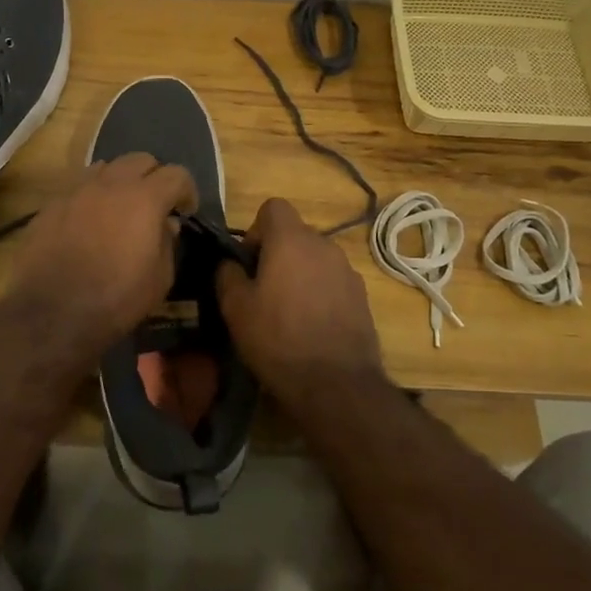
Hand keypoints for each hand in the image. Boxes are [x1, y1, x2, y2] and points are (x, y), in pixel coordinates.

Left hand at [8, 153, 198, 351]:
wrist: (51, 312)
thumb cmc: (115, 299)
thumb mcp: (159, 280)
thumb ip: (168, 244)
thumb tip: (167, 224)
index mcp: (145, 197)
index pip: (176, 174)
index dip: (187, 190)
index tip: (186, 211)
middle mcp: (111, 183)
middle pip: (140, 159)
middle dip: (154, 177)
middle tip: (155, 204)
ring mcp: (77, 189)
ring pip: (107, 167)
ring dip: (120, 181)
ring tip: (119, 208)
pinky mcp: (51, 203)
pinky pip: (79, 186)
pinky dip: (91, 195)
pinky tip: (88, 221)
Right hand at [216, 198, 383, 406]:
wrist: (336, 384)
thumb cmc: (278, 339)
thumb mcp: (235, 308)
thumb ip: (227, 275)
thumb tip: (230, 263)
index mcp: (291, 239)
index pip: (273, 207)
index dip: (256, 229)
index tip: (249, 262)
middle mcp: (324, 245)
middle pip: (295, 234)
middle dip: (277, 254)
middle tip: (262, 291)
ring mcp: (348, 270)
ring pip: (315, 259)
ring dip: (300, 274)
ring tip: (288, 312)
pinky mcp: (362, 296)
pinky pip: (333, 281)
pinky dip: (320, 293)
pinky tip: (312, 326)